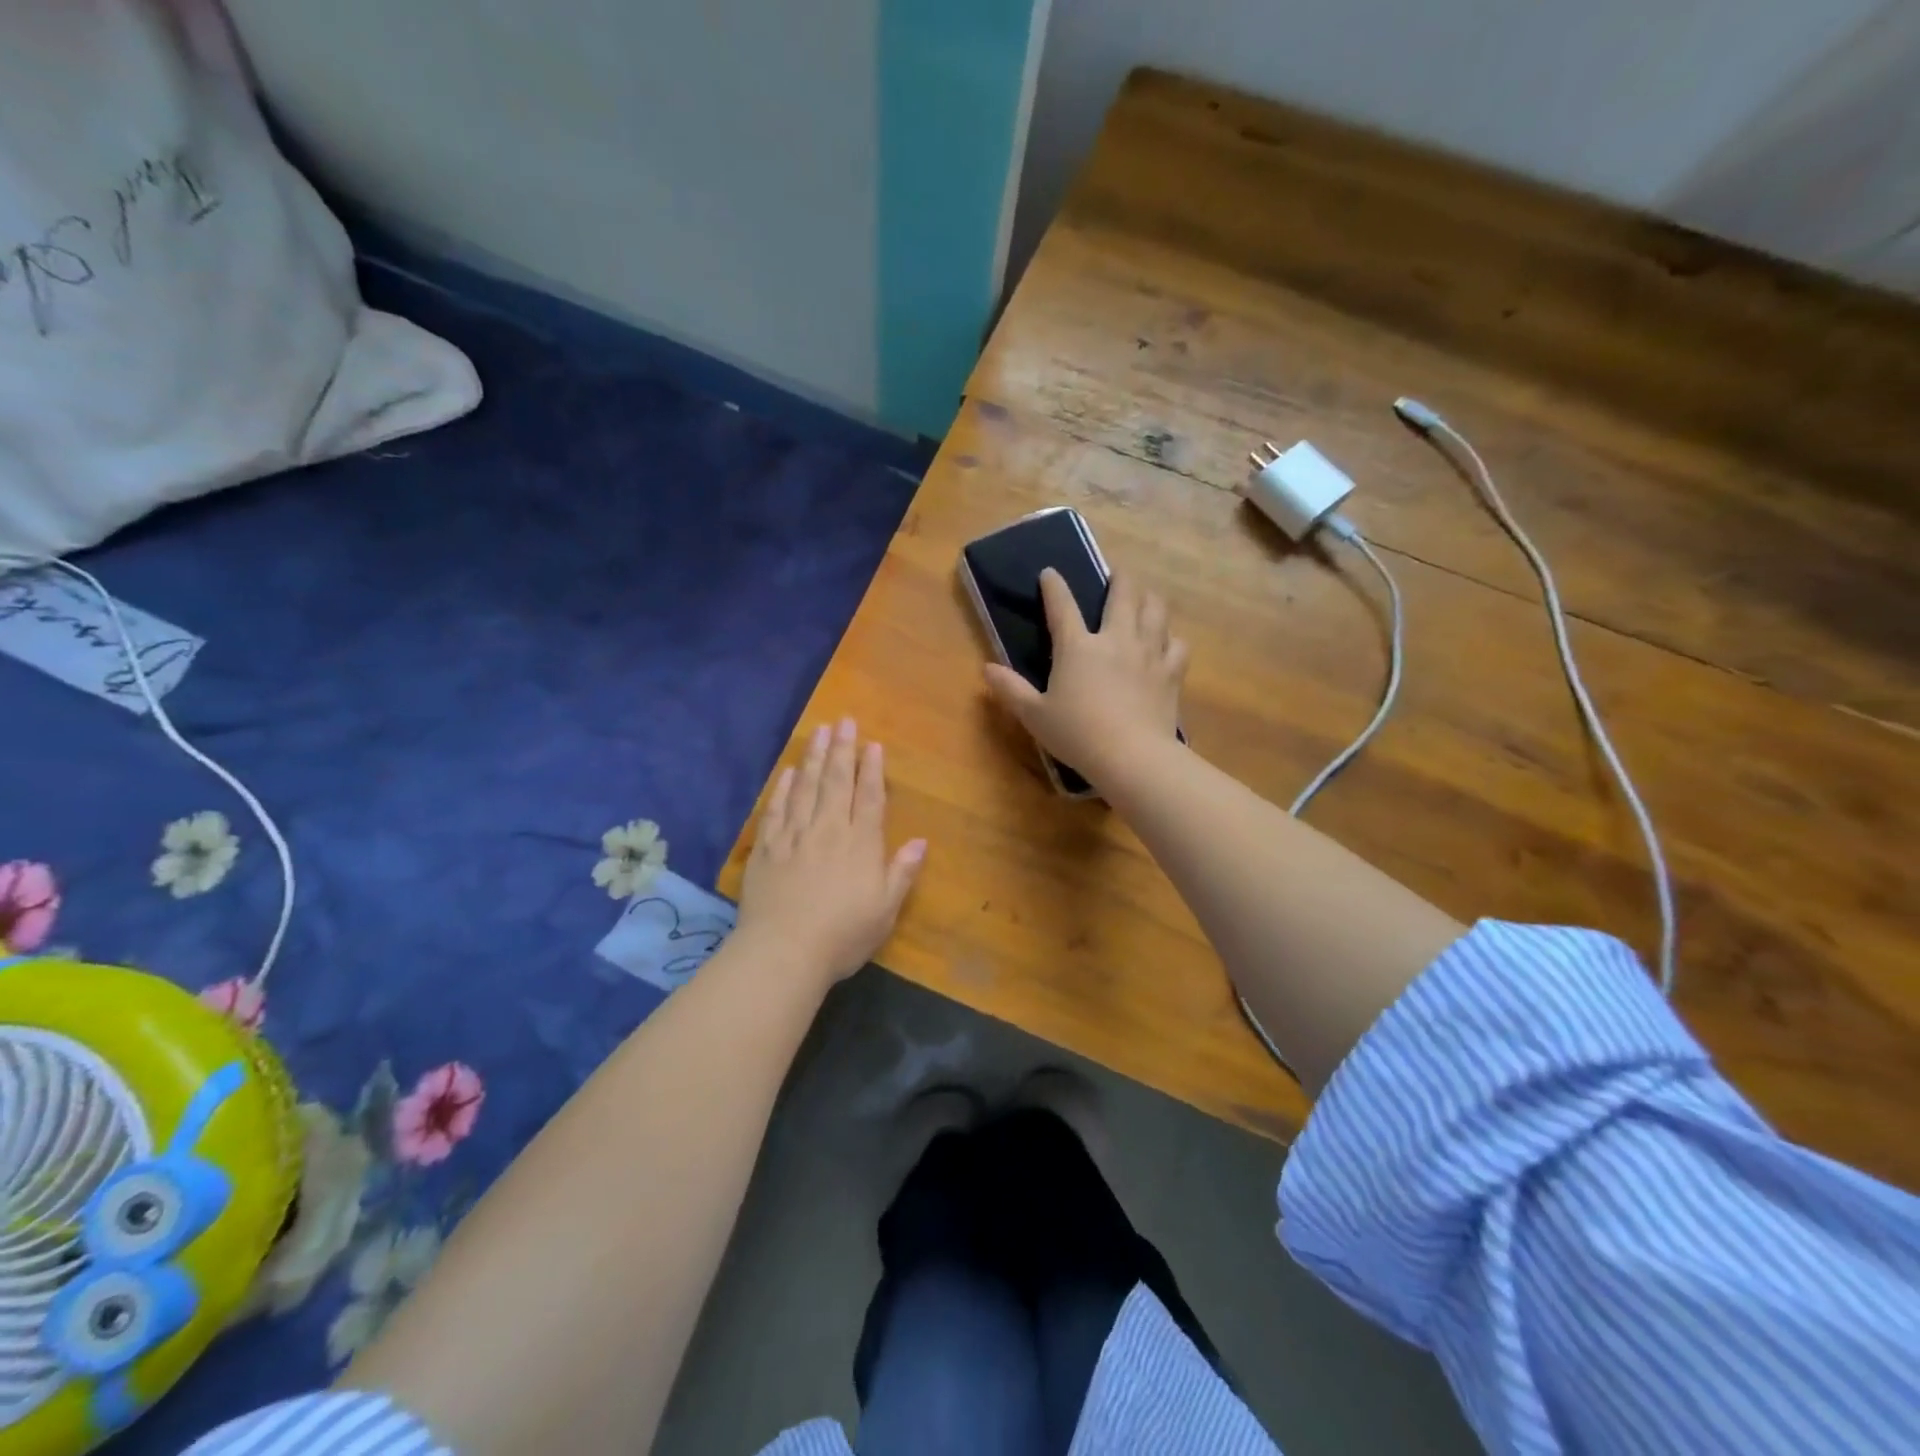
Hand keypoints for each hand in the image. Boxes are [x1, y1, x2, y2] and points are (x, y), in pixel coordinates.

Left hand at [735, 717, 926, 984]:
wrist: (783, 952)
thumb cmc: (843, 935)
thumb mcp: (885, 909)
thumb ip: (902, 872)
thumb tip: (921, 841)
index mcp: (860, 844)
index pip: (869, 797)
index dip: (872, 769)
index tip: (872, 744)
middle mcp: (828, 830)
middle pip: (836, 782)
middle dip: (841, 750)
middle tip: (843, 721)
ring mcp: (794, 836)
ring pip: (805, 788)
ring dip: (813, 758)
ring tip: (818, 731)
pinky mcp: (766, 849)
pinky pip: (775, 810)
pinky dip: (782, 789)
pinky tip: (787, 773)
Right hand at [984, 570, 1187, 788]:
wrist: (1131, 756)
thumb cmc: (1077, 734)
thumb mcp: (1034, 715)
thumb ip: (1011, 689)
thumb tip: (987, 668)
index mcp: (1077, 647)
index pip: (1062, 606)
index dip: (1054, 586)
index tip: (1049, 573)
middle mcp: (1115, 639)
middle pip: (1123, 594)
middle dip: (1119, 578)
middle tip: (1117, 574)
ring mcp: (1148, 653)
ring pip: (1155, 610)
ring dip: (1149, 598)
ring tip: (1145, 598)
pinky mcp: (1171, 672)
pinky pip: (1177, 644)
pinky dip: (1171, 638)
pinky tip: (1167, 642)